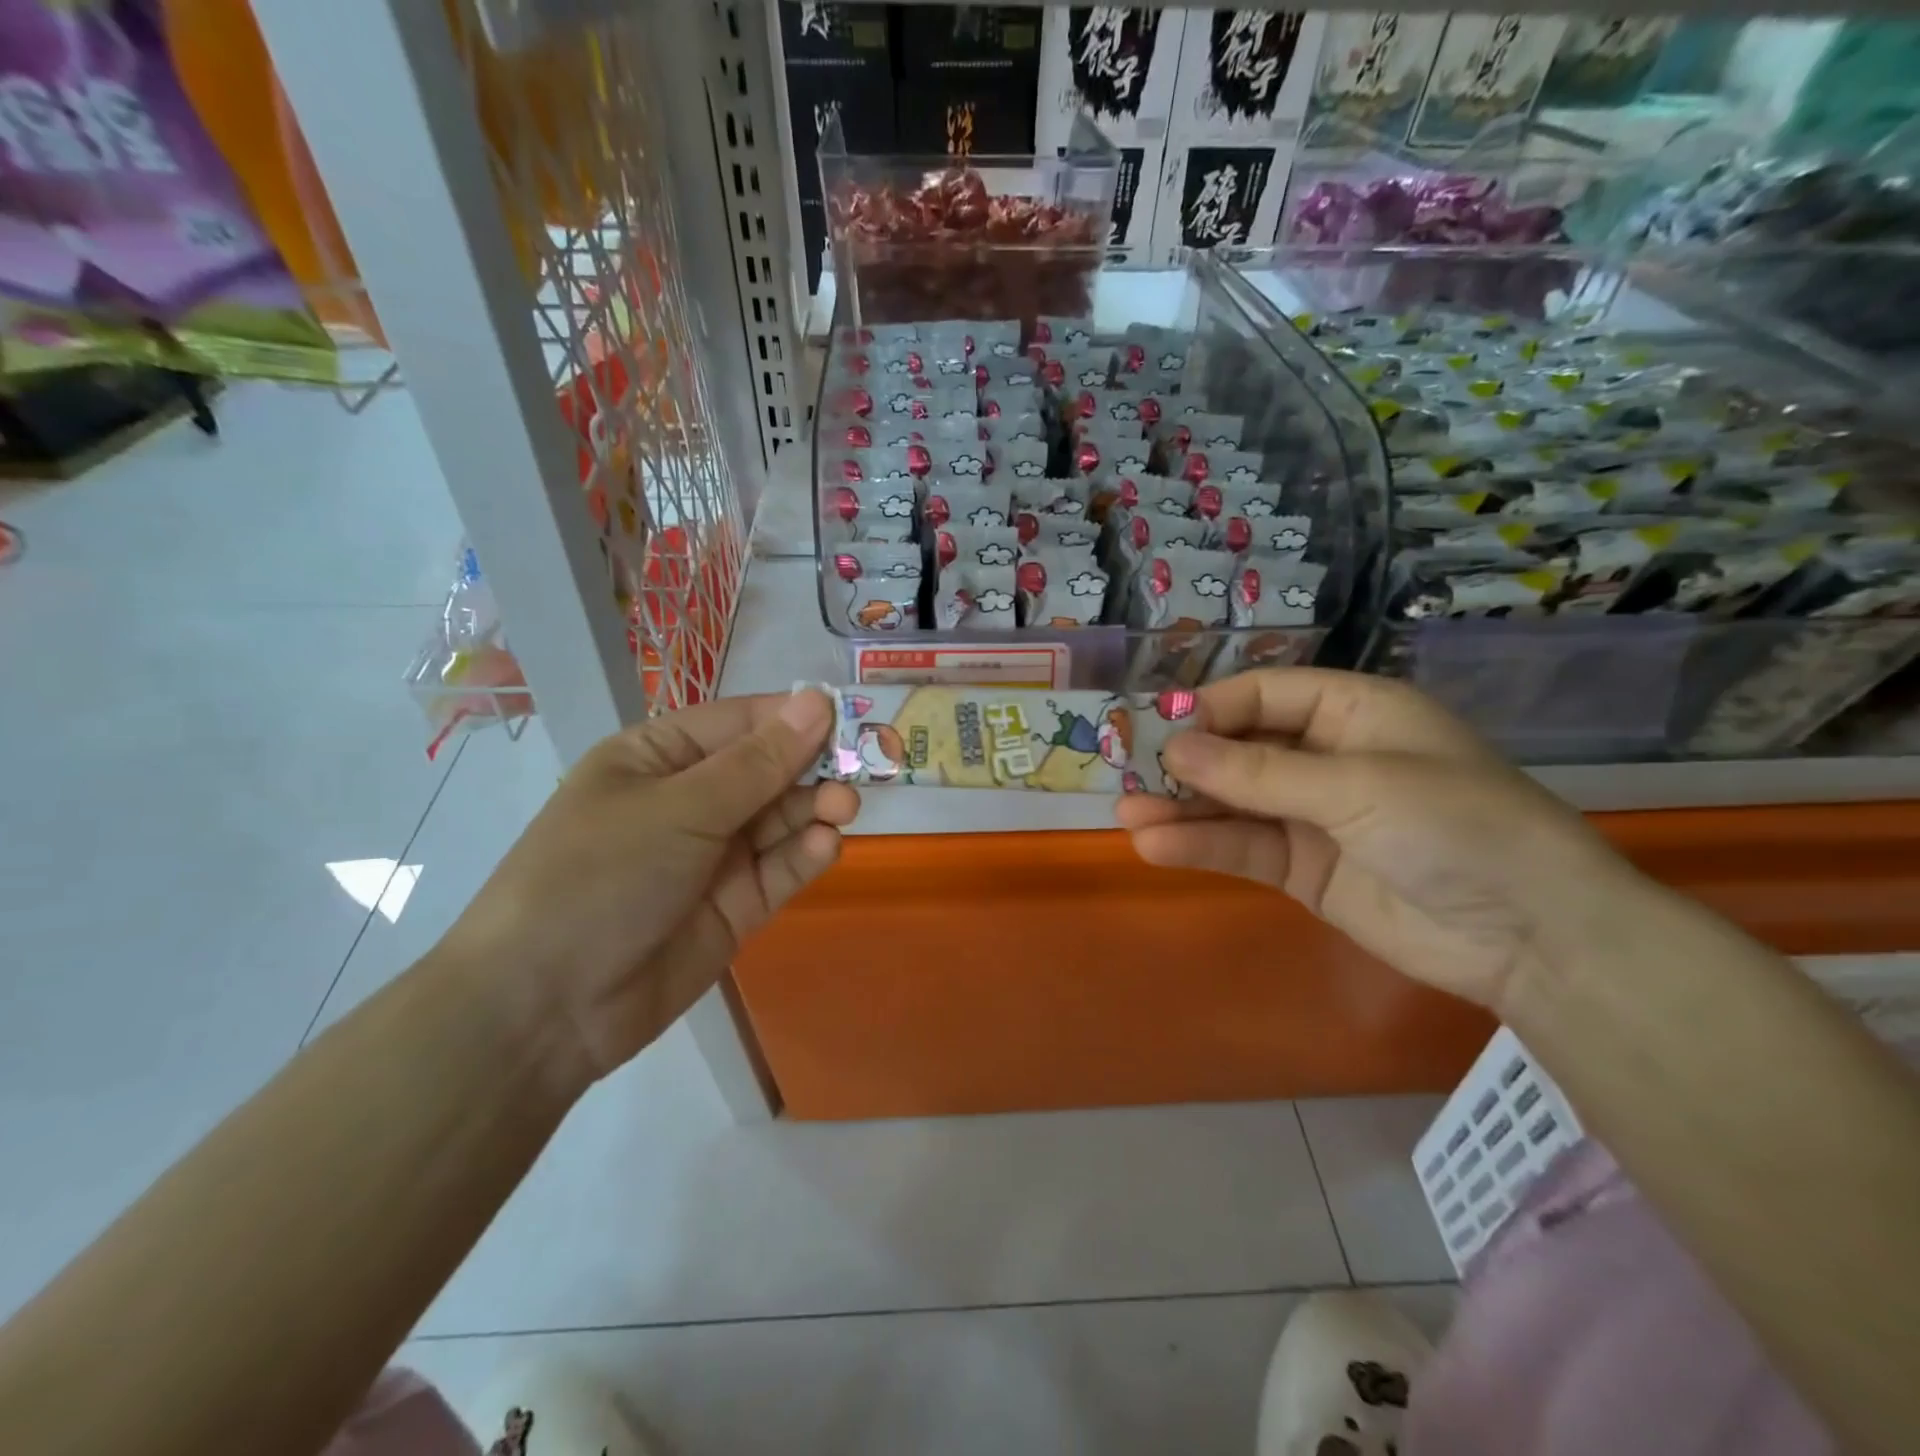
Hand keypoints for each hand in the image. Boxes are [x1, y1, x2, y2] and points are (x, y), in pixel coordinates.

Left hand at [438, 690, 857, 1086]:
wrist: (548, 1007)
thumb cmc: (600, 876)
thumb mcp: (679, 810)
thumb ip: (757, 763)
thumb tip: (817, 702)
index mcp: (659, 757)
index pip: (739, 722)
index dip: (792, 716)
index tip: (848, 716)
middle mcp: (691, 800)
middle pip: (768, 769)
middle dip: (810, 766)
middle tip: (858, 770)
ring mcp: (716, 855)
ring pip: (781, 818)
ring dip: (814, 808)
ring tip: (842, 809)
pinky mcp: (737, 905)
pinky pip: (781, 869)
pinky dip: (805, 855)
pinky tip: (823, 846)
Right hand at [1115, 669, 1643, 1014]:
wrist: (1533, 936)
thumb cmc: (1456, 827)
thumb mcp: (1356, 786)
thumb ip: (1259, 772)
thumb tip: (1175, 748)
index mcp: (1353, 712)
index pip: (1265, 694)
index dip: (1214, 709)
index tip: (1165, 731)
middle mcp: (1327, 757)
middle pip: (1240, 750)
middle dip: (1188, 764)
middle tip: (1129, 775)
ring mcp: (1313, 816)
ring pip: (1233, 804)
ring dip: (1183, 809)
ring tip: (1127, 815)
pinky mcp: (1305, 869)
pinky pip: (1244, 848)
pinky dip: (1202, 847)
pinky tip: (1157, 846)